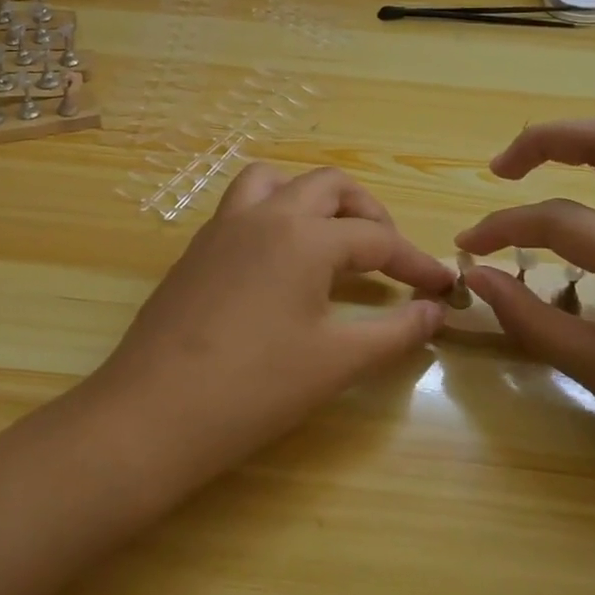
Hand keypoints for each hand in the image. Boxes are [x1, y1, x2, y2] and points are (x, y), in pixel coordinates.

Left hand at [92, 164, 452, 484]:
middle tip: (387, 255)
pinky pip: (244, 206)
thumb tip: (434, 311)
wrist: (153, 412)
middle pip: (330, 186)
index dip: (414, 262)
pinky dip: (274, 214)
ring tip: (330, 241)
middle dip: (368, 213)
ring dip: (312, 199)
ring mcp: (224, 226)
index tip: (442, 286)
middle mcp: (265, 214)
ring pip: (277, 181)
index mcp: (304, 236)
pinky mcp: (198, 247)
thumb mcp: (335, 361)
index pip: (376, 238)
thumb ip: (394, 332)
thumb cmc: (254, 388)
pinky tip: (280, 263)